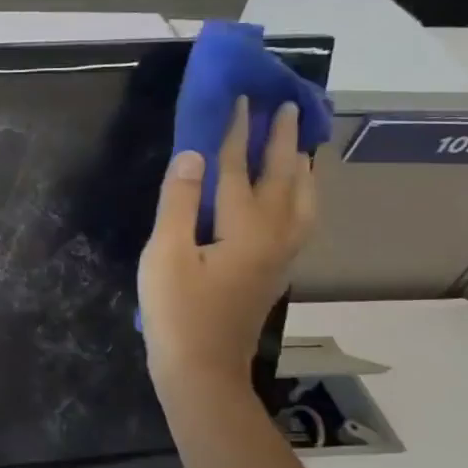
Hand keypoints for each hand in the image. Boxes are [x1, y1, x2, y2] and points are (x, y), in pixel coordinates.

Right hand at [138, 98, 317, 408]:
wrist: (201, 370)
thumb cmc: (176, 312)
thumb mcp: (165, 254)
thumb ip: (180, 201)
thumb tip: (194, 154)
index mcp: (244, 228)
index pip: (238, 167)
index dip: (236, 132)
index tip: (242, 98)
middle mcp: (273, 236)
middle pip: (283, 179)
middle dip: (282, 141)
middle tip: (286, 109)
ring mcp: (279, 256)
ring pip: (303, 201)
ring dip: (302, 168)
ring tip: (302, 146)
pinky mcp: (274, 272)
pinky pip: (300, 219)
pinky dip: (302, 196)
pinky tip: (294, 196)